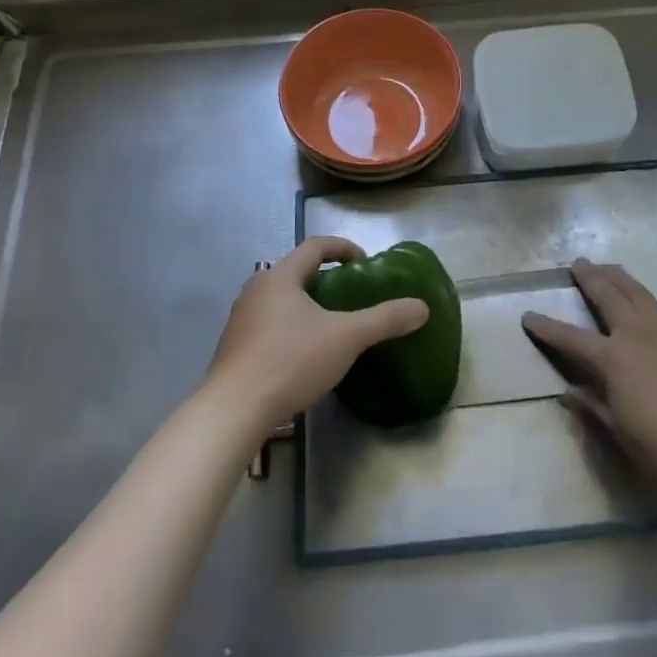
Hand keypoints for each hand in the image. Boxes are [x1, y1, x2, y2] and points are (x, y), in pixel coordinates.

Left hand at [208, 237, 428, 436]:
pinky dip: (289, 328)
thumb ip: (385, 319)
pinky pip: (268, 325)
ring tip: (330, 325)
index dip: (343, 247)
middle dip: (324, 278)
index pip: (315, 246)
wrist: (234, 411)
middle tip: (350, 295)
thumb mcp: (347, 338)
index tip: (364, 262)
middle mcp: (256, 289)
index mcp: (280, 276)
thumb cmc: (291, 361)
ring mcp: (240, 319)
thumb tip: (422, 307)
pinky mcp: (234, 348)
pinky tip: (303, 354)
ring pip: (279, 300)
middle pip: (295, 271)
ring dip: (305, 304)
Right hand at [522, 261, 656, 494]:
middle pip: (609, 296)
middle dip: (591, 278)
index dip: (547, 327)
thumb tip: (569, 391)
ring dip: (624, 280)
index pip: (570, 338)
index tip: (528, 315)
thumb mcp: (620, 432)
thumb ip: (594, 406)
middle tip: (579, 264)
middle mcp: (638, 335)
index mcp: (613, 358)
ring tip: (613, 269)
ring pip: (642, 295)